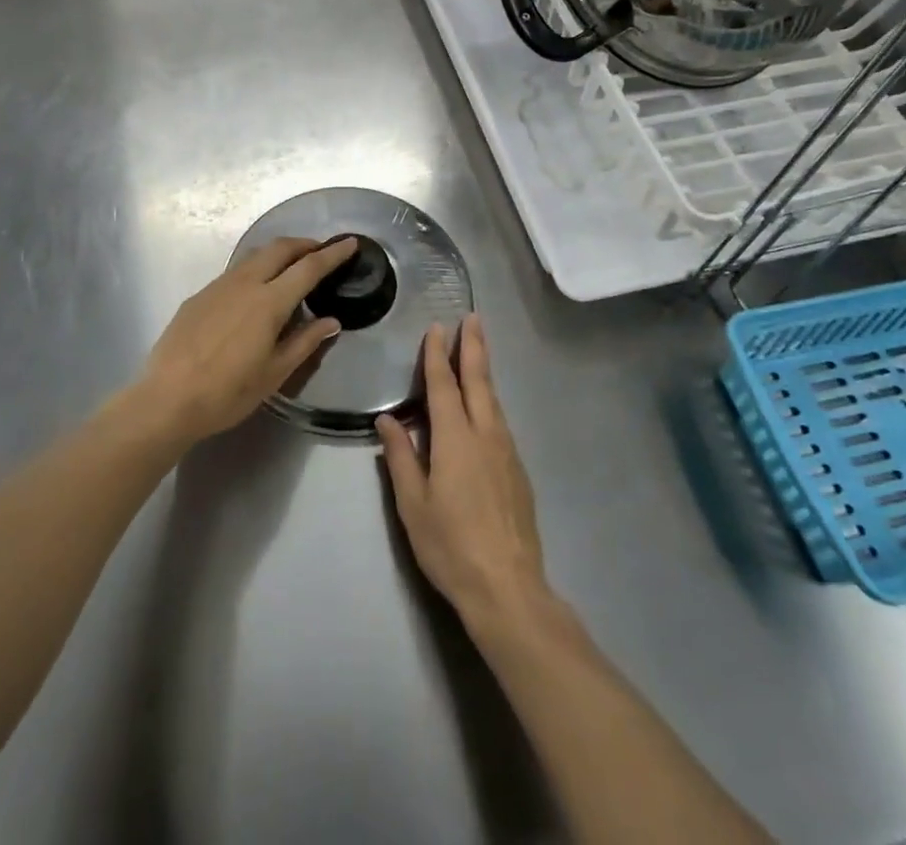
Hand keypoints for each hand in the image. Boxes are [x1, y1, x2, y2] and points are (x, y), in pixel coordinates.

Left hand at [138, 236, 358, 445]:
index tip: (349, 243)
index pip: (308, 268)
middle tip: (321, 251)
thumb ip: (305, 342)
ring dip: (278, 253)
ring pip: (254, 256)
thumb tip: (331, 321)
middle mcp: (245, 283)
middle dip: (304, 244)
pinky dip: (255, 270)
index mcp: (269, 302)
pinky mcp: (199, 296)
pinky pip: (235, 273)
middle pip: (279, 248)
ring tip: (290, 267)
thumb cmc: (228, 392)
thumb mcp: (275, 373)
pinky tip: (254, 293)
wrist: (167, 399)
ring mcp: (218, 286)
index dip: (332, 254)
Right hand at [377, 315, 550, 629]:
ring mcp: (507, 452)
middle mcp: (485, 434)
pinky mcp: (518, 471)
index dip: (437, 355)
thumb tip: (387, 419)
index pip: (443, 385)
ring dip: (484, 371)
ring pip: (494, 399)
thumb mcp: (413, 504)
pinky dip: (491, 400)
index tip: (436, 328)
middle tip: (473, 317)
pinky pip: (501, 421)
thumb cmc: (451, 546)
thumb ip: (400, 457)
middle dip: (474, 346)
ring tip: (477, 351)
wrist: (508, 588)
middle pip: (479, 380)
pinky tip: (486, 407)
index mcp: (455, 438)